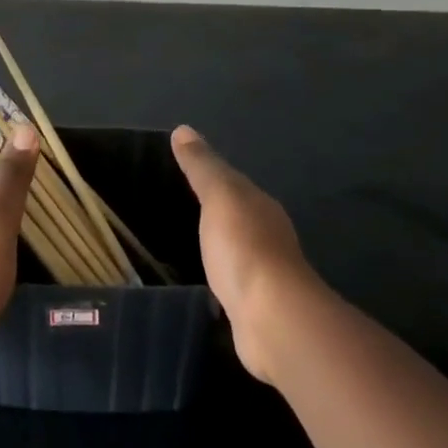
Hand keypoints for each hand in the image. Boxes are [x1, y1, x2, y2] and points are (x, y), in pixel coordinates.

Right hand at [172, 124, 317, 382]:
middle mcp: (268, 234)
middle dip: (214, 209)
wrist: (271, 318)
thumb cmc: (243, 247)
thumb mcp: (219, 196)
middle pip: (237, 214)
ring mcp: (264, 272)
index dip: (210, 175)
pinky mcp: (255, 305)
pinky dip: (219, 275)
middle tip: (176, 204)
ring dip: (218, 244)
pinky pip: (231, 280)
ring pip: (235, 248)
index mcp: (260, 205)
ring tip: (185, 242)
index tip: (181, 171)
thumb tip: (184, 129)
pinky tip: (204, 281)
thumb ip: (202, 166)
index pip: (233, 182)